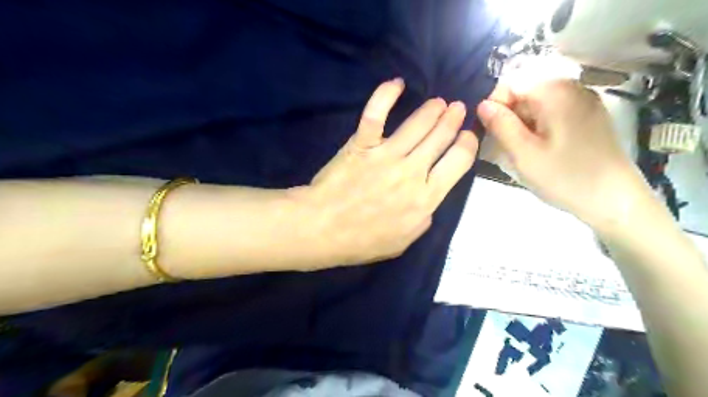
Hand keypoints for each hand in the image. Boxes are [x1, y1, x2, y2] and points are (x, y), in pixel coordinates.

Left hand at [296, 77, 477, 265]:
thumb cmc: (361, 241)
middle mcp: (412, 172)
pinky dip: (386, 94)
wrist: (322, 229)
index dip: (468, 144)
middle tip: (457, 108)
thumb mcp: (403, 241)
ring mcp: (386, 155)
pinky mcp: (362, 144)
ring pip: (418, 123)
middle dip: (453, 120)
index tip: (468, 136)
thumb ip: (423, 219)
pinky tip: (397, 83)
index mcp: (426, 198)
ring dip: (432, 108)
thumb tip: (430, 198)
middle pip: (441, 137)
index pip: (458, 162)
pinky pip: (376, 113)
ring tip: (439, 102)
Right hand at [478, 80, 649, 230]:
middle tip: (507, 148)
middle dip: (509, 118)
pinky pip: (551, 114)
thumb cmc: (565, 178)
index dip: (494, 107)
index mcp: (555, 92)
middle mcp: (571, 87)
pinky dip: (538, 128)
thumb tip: (481, 104)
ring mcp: (582, 101)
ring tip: (523, 152)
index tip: (490, 133)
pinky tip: (540, 150)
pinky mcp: (587, 115)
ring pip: (535, 106)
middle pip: (524, 94)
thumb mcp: (523, 154)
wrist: (615, 201)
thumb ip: (500, 125)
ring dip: (522, 126)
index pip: (509, 85)